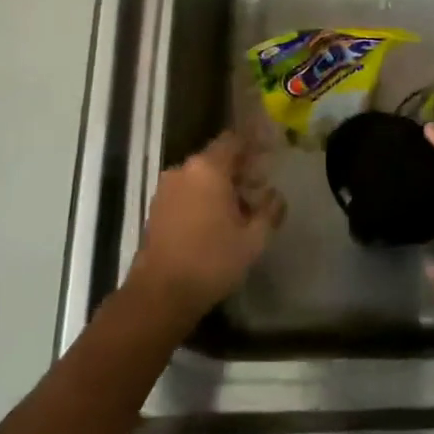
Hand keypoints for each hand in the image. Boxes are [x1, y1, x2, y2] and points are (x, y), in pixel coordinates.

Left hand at [131, 130, 283, 323]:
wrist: (161, 293)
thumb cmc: (212, 260)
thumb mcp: (254, 239)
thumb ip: (270, 211)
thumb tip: (276, 196)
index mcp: (208, 169)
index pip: (234, 140)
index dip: (254, 143)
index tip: (272, 151)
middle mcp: (184, 171)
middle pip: (217, 158)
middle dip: (241, 168)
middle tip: (262, 185)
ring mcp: (166, 189)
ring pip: (201, 176)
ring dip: (223, 185)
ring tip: (243, 207)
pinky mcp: (157, 209)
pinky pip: (187, 191)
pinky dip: (205, 197)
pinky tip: (219, 219)